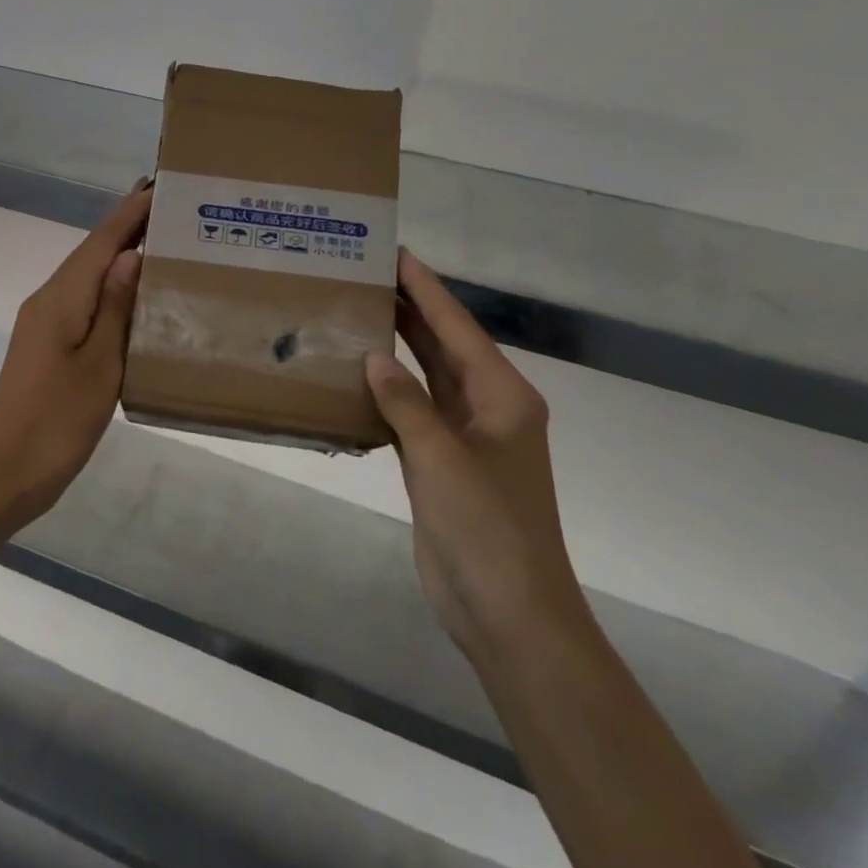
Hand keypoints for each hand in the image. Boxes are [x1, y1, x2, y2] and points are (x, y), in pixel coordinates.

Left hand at [0, 185, 150, 524]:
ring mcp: (44, 320)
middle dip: (127, 225)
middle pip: (91, 251)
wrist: (6, 472)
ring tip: (158, 240)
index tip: (159, 184)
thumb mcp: (101, 364)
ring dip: (118, 253)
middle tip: (169, 207)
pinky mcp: (46, 341)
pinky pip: (82, 297)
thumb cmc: (59, 420)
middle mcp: (49, 298)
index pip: (101, 241)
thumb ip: (116, 307)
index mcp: (62, 298)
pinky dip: (109, 283)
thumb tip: (131, 254)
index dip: (130, 211)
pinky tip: (131, 292)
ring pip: (86, 273)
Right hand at [367, 250, 589, 659]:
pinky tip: (358, 374)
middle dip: (410, 308)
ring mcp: (465, 437)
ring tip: (359, 310)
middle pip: (443, 344)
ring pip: (427, 376)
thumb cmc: (487, 528)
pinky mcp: (443, 464)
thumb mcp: (442, 458)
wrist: (508, 614)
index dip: (426, 289)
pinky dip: (389, 389)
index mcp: (501, 396)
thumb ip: (406, 402)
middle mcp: (487, 407)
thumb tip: (374, 357)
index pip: (456, 327)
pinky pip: (413, 410)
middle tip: (366, 274)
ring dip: (398, 346)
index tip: (396, 253)